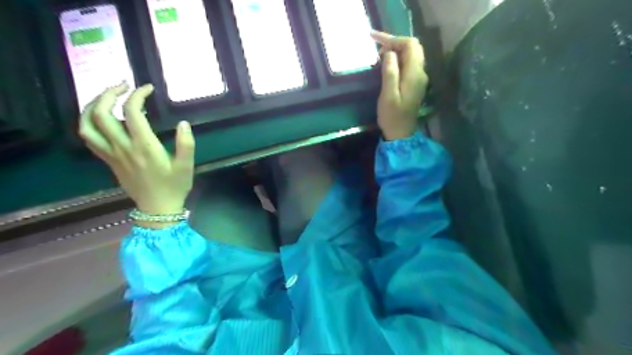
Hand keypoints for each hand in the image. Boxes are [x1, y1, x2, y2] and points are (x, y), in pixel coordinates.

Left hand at [80, 82, 196, 218]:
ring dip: (92, 106)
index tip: (148, 88)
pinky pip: (89, 138)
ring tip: (106, 97)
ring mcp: (112, 154)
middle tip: (123, 86)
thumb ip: (186, 144)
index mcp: (144, 147)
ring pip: (88, 125)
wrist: (158, 208)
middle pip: (102, 113)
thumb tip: (183, 123)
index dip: (138, 95)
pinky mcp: (108, 160)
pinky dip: (89, 122)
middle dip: (109, 94)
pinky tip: (100, 118)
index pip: (133, 112)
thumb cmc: (175, 186)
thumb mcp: (187, 166)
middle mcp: (123, 147)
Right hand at [372, 31, 429, 140]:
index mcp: (414, 74)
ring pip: (412, 55)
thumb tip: (389, 52)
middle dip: (395, 42)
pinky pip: (409, 64)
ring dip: (397, 50)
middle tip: (377, 47)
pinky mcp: (415, 83)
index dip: (394, 39)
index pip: (410, 45)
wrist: (401, 133)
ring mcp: (419, 78)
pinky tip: (387, 65)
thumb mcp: (388, 95)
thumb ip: (390, 72)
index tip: (376, 41)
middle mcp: (421, 72)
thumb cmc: (392, 116)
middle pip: (413, 47)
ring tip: (380, 55)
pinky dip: (399, 59)